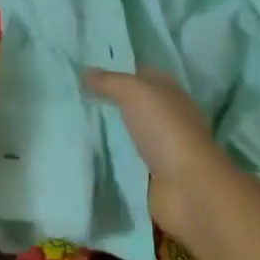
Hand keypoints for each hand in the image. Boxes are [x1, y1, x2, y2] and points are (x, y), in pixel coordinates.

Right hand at [84, 67, 233, 242]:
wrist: (188, 189)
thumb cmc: (165, 130)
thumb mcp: (134, 92)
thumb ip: (108, 81)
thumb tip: (84, 72)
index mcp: (168, 91)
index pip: (139, 73)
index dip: (114, 69)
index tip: (83, 69)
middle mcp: (165, 116)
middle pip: (131, 103)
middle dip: (106, 100)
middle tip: (71, 94)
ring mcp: (159, 147)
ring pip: (126, 131)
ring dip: (105, 129)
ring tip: (71, 121)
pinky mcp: (150, 176)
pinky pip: (123, 159)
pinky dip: (108, 156)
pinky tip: (84, 150)